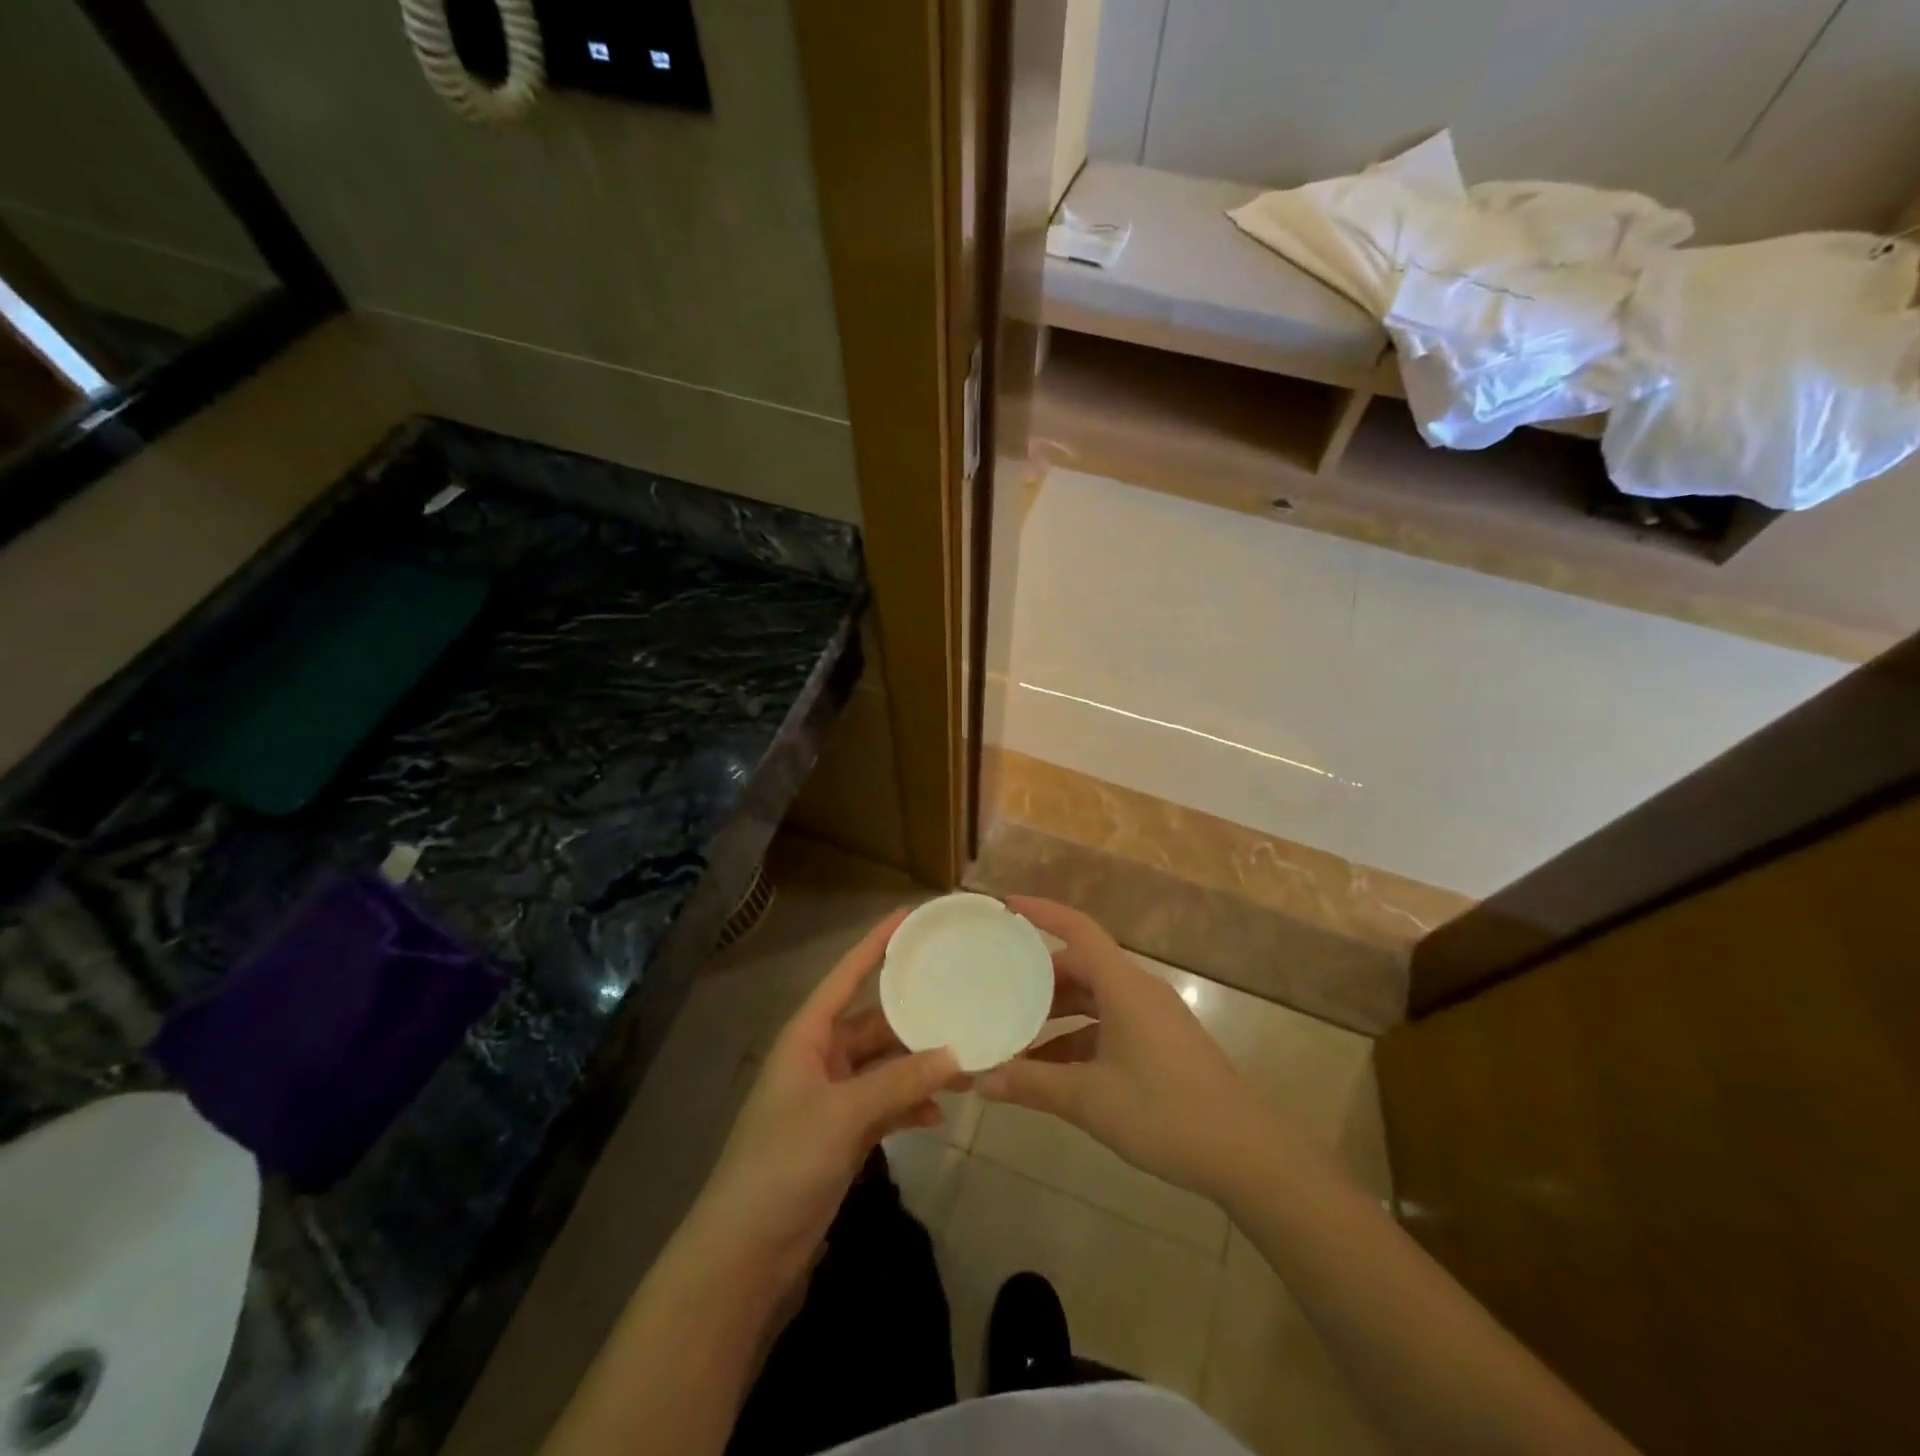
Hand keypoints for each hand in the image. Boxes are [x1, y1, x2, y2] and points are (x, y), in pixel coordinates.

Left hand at [685, 909, 959, 1283]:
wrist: (745, 1254)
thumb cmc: (783, 1164)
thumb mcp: (843, 1115)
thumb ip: (899, 1082)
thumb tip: (955, 1054)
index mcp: (808, 1036)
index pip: (847, 975)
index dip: (876, 943)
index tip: (911, 916)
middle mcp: (821, 1058)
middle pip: (874, 1022)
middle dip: (914, 1015)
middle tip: (961, 996)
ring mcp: (832, 1098)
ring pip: (885, 1066)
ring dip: (919, 1066)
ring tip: (965, 1060)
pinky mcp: (842, 1135)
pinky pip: (885, 1105)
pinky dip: (910, 1106)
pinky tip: (940, 1114)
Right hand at [977, 897, 1273, 1201]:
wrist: (1247, 1155)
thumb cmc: (1165, 1113)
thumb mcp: (1090, 1099)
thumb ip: (1032, 1085)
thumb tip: (980, 1079)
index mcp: (1124, 986)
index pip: (1078, 930)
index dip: (1043, 913)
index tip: (1007, 904)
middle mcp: (1138, 991)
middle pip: (1082, 966)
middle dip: (1040, 978)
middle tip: (999, 990)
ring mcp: (1153, 1018)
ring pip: (1095, 1000)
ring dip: (1057, 1015)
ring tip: (1017, 1037)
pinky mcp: (1162, 1044)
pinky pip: (1110, 1025)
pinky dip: (1079, 1039)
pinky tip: (1052, 1072)